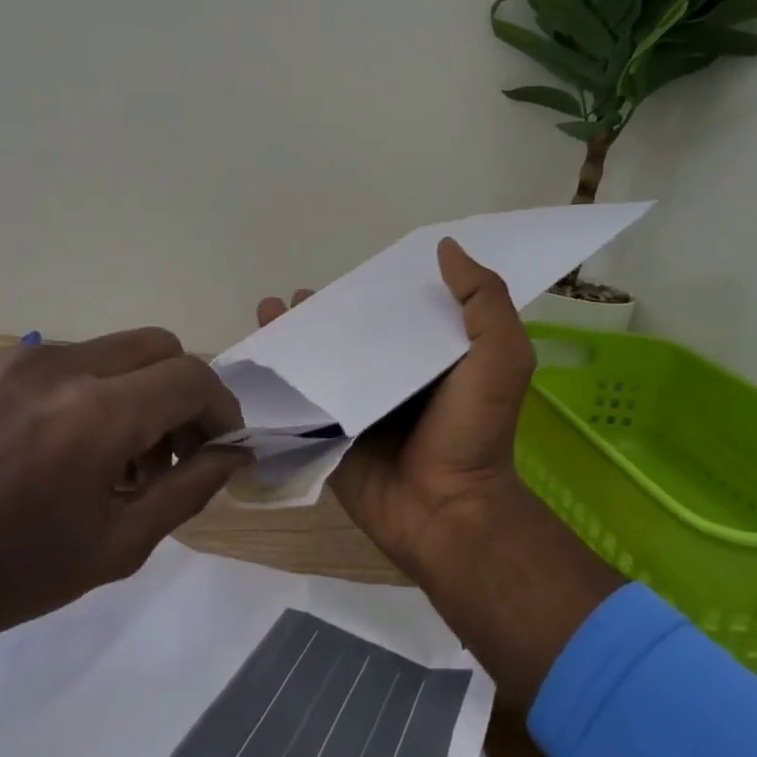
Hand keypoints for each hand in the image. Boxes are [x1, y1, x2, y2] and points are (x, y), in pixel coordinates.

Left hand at [0, 329, 246, 756]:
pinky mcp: (4, 365)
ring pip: (121, 350)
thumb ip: (190, 490)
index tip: (221, 447)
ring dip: (144, 390)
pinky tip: (80, 444)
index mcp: (95, 416)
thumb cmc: (12, 575)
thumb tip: (234, 453)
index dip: (221, 408)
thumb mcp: (118, 546)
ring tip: (125, 457)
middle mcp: (65, 367)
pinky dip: (104, 388)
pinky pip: (80, 359)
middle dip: (185, 393)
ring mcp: (28, 359)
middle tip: (176, 452)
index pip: (191, 378)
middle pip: (162, 346)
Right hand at [258, 238, 535, 574]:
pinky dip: (278, 378)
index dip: (373, 291)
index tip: (348, 273)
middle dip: (323, 313)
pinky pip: (301, 400)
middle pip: (351, 335)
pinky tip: (256, 355)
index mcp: (430, 359)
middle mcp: (391, 379)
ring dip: (293, 336)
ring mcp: (357, 407)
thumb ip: (483, 301)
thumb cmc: (472, 430)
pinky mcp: (330, 434)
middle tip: (296, 296)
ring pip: (320, 362)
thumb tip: (446, 248)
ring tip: (270, 311)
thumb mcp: (500, 357)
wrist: (444, 508)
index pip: (397, 314)